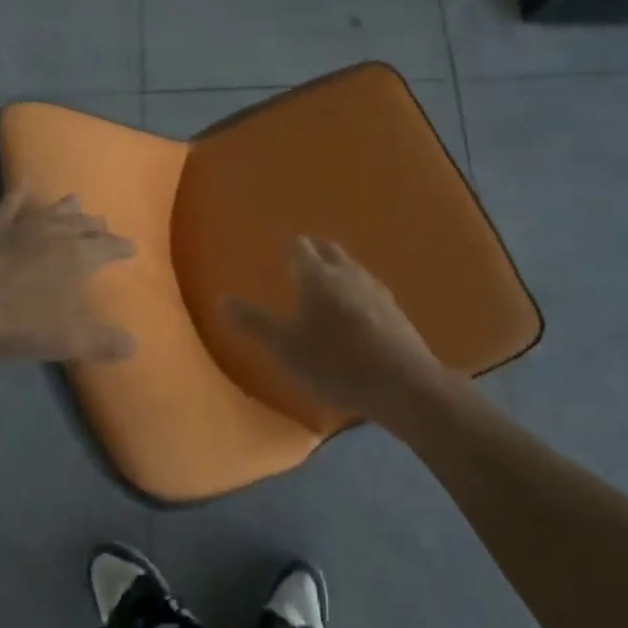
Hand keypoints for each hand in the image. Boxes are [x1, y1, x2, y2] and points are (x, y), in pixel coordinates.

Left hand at [0, 192, 136, 361]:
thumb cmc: (18, 322)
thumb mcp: (68, 340)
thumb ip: (104, 341)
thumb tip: (134, 344)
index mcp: (78, 258)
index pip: (109, 248)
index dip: (122, 248)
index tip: (132, 247)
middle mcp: (55, 234)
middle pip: (83, 225)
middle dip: (96, 226)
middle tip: (104, 226)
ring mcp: (22, 226)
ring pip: (52, 210)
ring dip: (67, 207)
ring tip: (77, 199)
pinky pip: (12, 203)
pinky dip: (21, 193)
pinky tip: (25, 186)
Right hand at [225, 237, 453, 434]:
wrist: (405, 384)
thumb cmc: (337, 363)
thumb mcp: (286, 347)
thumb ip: (254, 323)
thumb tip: (222, 299)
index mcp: (317, 276)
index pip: (299, 247)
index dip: (289, 244)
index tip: (280, 243)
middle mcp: (347, 273)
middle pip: (329, 250)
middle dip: (314, 249)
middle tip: (302, 252)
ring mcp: (375, 290)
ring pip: (351, 267)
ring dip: (337, 266)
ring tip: (327, 275)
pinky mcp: (394, 310)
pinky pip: (367, 287)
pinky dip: (355, 287)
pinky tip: (356, 304)